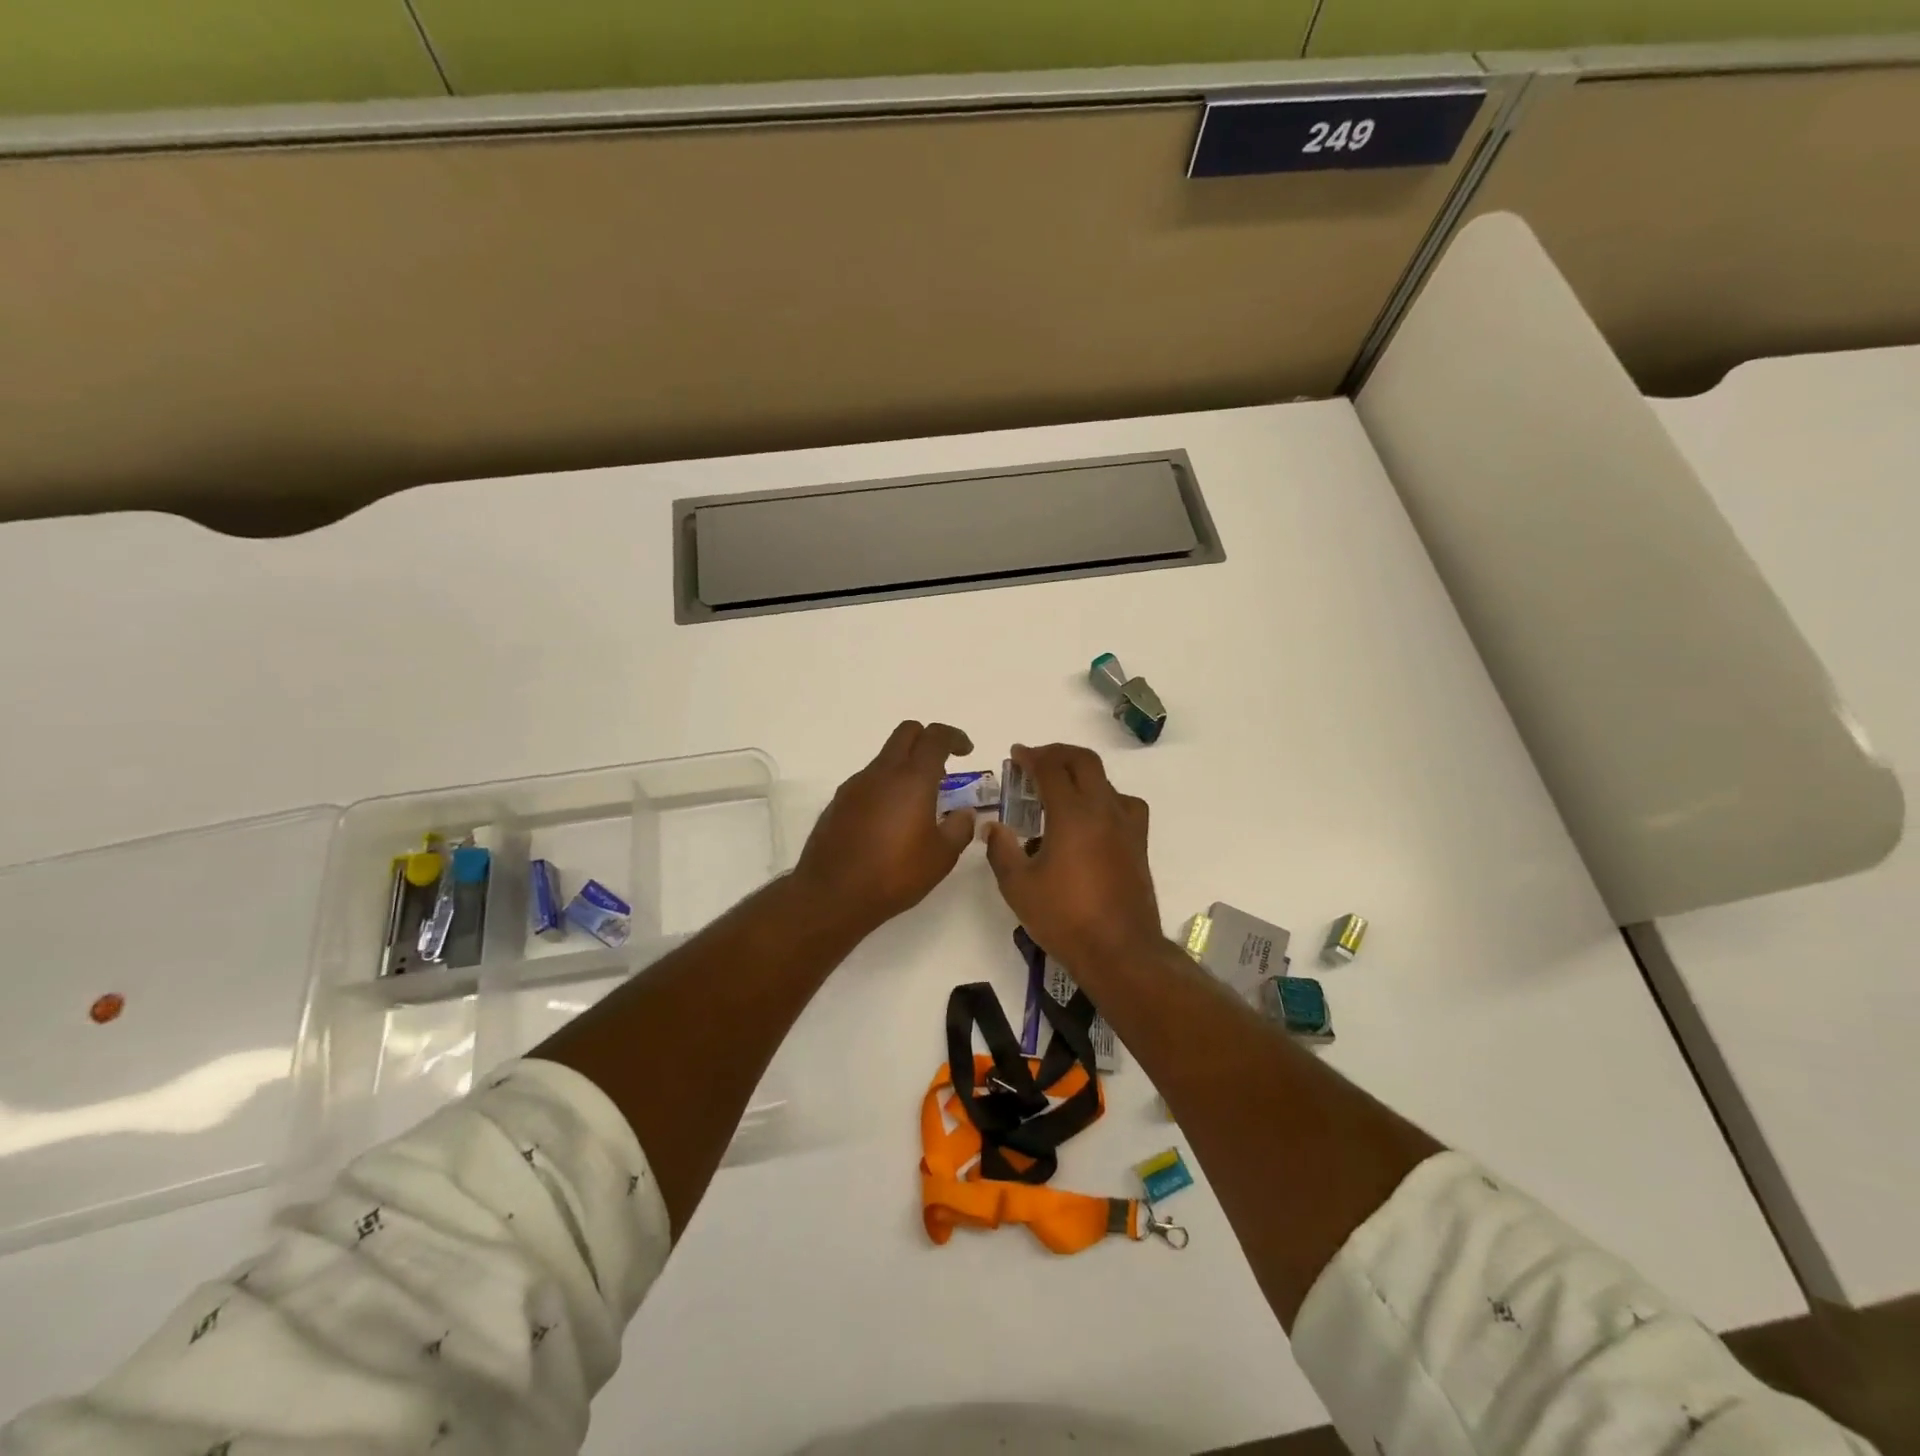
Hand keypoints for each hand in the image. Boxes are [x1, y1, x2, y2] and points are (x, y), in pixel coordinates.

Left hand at [793, 720, 979, 935]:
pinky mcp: (838, 802)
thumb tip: (964, 813)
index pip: (935, 737)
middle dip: (928, 740)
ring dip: (905, 766)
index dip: (955, 737)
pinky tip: (891, 821)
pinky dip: (885, 787)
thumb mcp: (941, 857)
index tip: (966, 751)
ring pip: (885, 758)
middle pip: (906, 733)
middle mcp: (881, 773)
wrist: (831, 895)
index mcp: (912, 779)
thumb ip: (959, 828)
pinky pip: (868, 781)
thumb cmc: (894, 874)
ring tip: (919, 802)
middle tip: (943, 767)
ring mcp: (855, 785)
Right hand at [983, 743, 1162, 976]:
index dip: (1031, 756)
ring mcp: (1126, 826)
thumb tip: (993, 827)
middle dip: (1057, 754)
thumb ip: (1002, 850)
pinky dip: (1104, 798)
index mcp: (1072, 814)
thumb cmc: (1064, 917)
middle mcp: (1103, 810)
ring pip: (1106, 781)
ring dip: (1081, 775)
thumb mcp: (1019, 887)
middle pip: (1084, 762)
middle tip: (1036, 762)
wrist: (1120, 951)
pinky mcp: (1139, 844)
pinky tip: (1092, 820)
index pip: (1051, 768)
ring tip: (1061, 790)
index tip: (1016, 755)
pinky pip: (1123, 804)